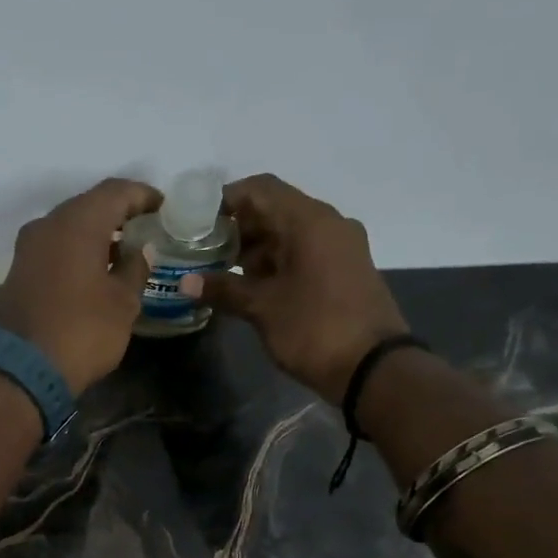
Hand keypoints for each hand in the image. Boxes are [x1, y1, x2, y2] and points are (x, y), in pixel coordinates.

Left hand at [0, 178, 158, 395]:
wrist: (22, 370)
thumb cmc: (83, 332)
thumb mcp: (123, 303)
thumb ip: (135, 268)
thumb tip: (138, 250)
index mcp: (77, 223)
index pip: (116, 191)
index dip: (143, 195)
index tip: (163, 207)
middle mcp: (47, 225)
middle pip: (88, 205)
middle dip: (117, 214)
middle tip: (143, 229)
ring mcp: (27, 248)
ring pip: (68, 227)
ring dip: (95, 235)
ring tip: (121, 253)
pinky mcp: (17, 272)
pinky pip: (53, 249)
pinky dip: (75, 252)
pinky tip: (93, 271)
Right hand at [180, 174, 408, 404]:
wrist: (373, 368)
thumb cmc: (314, 329)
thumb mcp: (262, 309)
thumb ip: (223, 289)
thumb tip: (185, 282)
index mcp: (309, 221)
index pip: (260, 189)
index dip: (225, 201)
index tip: (196, 223)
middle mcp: (328, 223)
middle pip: (275, 209)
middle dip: (238, 229)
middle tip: (203, 253)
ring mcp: (340, 247)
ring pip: (289, 233)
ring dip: (256, 249)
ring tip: (222, 274)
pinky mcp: (345, 270)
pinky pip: (305, 253)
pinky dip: (277, 263)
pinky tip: (252, 287)